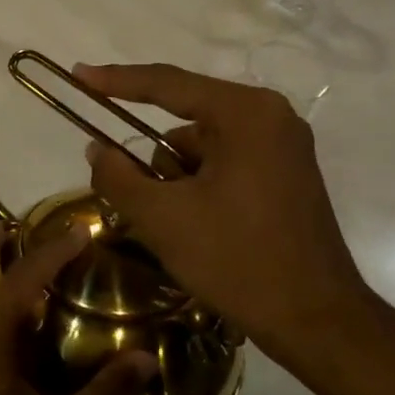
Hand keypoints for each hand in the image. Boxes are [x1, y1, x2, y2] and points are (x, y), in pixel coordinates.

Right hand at [74, 61, 389, 377]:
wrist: (315, 319)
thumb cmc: (237, 259)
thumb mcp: (162, 218)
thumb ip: (118, 176)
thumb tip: (96, 149)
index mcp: (245, 114)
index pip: (167, 85)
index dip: (116, 80)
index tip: (78, 75)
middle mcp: (270, 118)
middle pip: (185, 121)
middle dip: (155, 162)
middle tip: (142, 202)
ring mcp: (282, 147)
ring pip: (201, 149)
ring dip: (176, 180)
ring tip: (179, 228)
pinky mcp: (286, 175)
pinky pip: (224, 165)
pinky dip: (199, 189)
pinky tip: (200, 230)